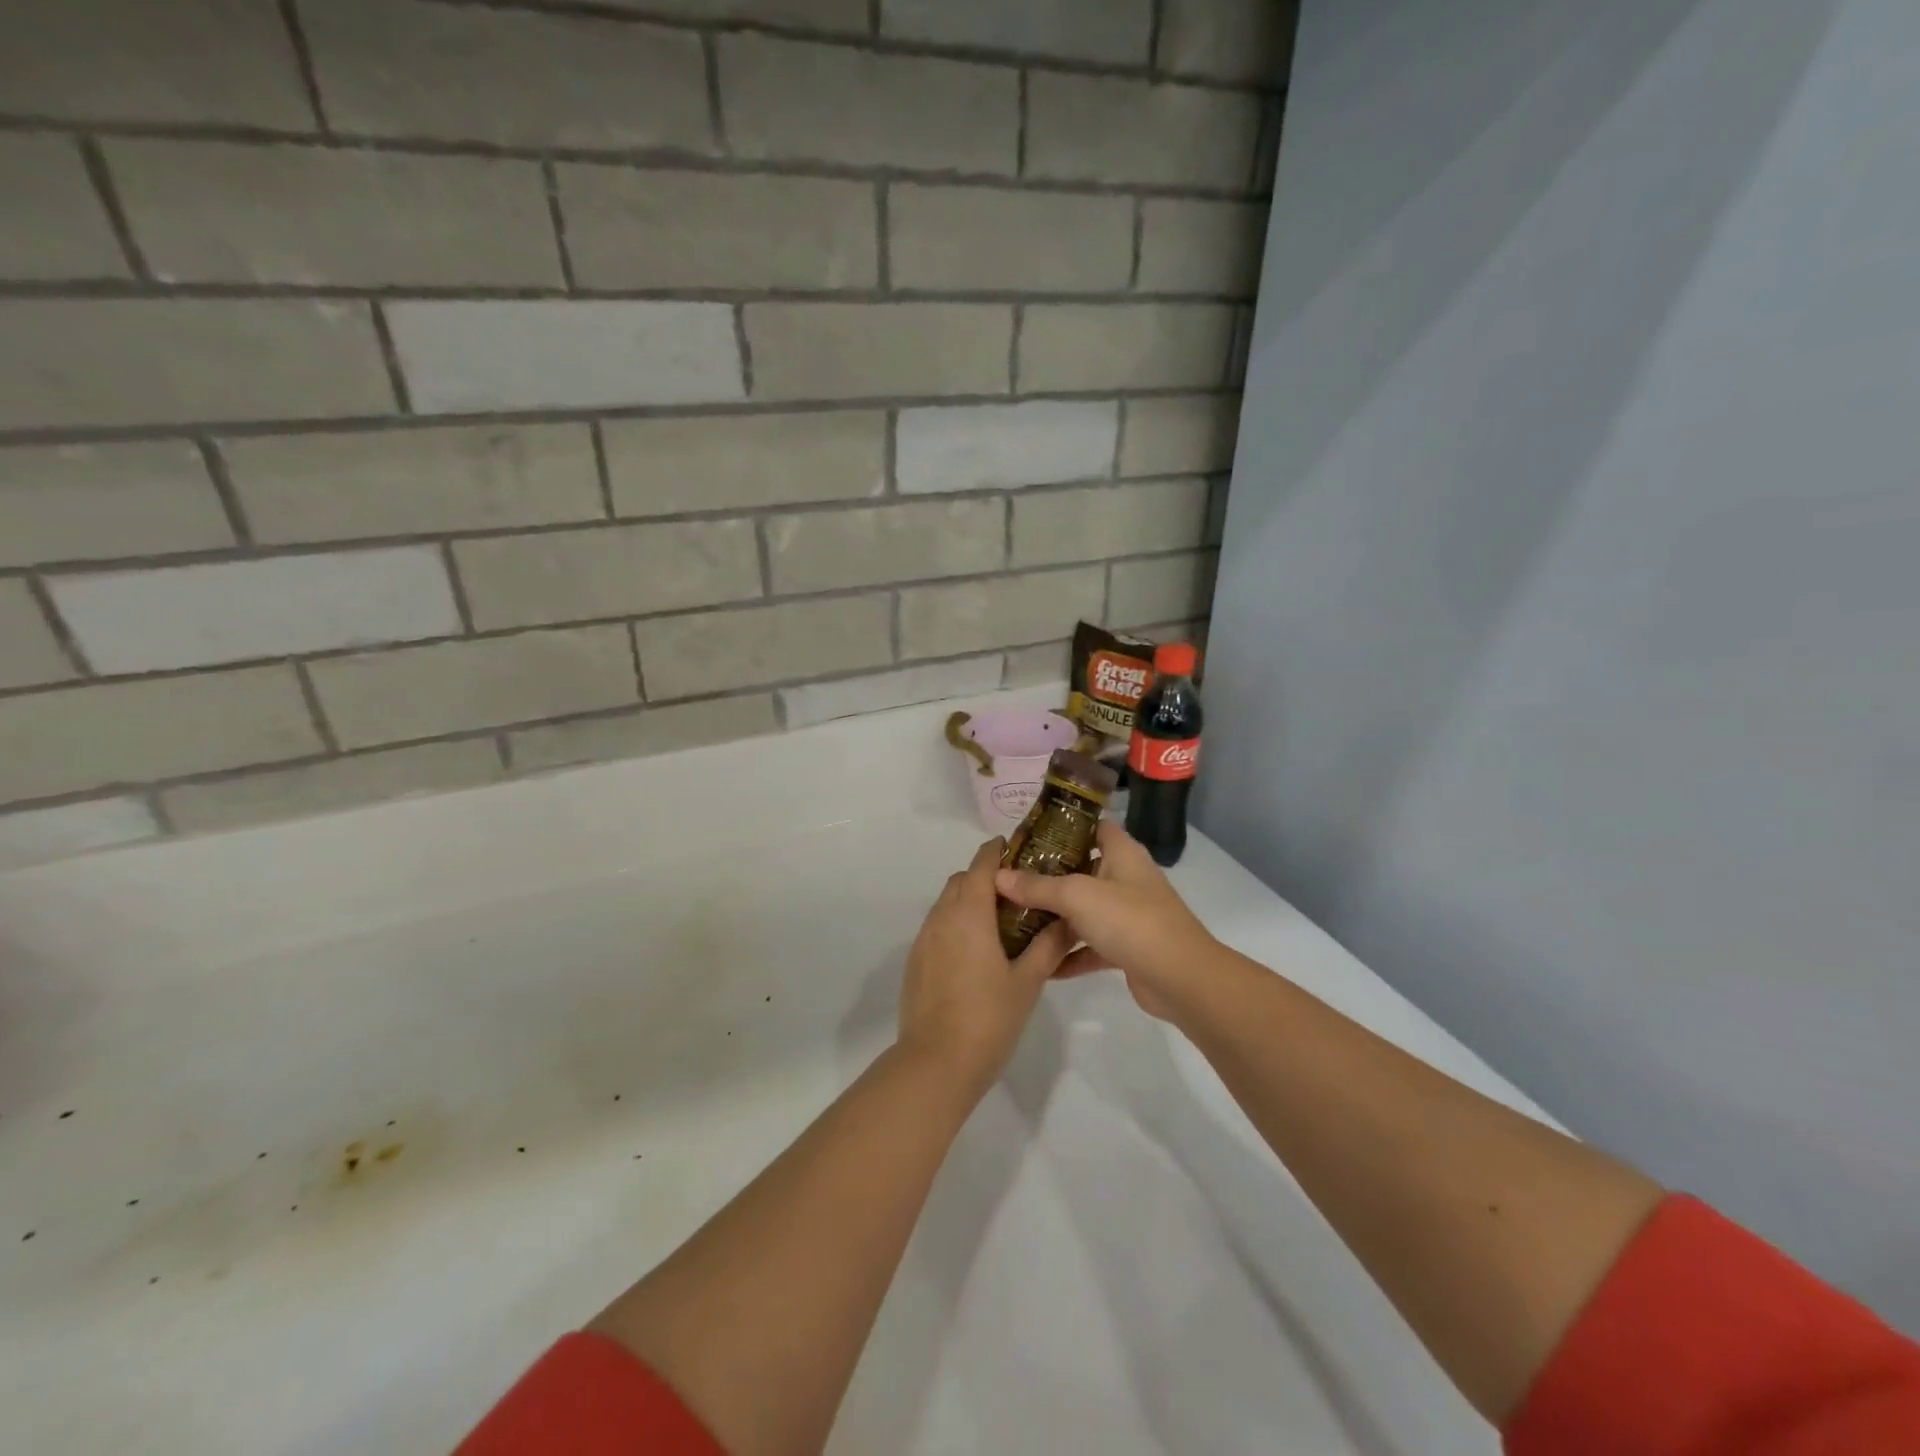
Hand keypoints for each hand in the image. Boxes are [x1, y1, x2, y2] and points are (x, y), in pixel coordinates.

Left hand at [896, 838, 1076, 1096]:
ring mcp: (924, 939)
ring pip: (946, 903)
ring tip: (999, 922)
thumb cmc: (988, 1018)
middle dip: (985, 876)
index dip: (997, 851)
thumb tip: (1068, 922)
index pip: (982, 865)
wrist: (936, 1062)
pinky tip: (975, 952)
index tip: (1016, 848)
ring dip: (969, 900)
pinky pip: (937, 927)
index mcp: (969, 914)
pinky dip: (955, 924)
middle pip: (961, 880)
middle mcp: (942, 917)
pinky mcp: (915, 961)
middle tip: (1017, 893)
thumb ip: (1048, 947)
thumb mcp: (1027, 982)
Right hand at [994, 821, 1216, 1021]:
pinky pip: (1091, 945)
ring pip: (1085, 910)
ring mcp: (1128, 915)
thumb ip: (1037, 886)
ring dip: (1056, 917)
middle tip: (1011, 880)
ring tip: (1016, 920)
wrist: (1180, 978)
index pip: (1092, 827)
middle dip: (1049, 875)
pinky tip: (1041, 965)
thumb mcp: (1077, 896)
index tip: (1027, 837)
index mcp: (1121, 853)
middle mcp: (1126, 878)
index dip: (1063, 827)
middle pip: (1083, 869)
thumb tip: (998, 876)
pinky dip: (1070, 954)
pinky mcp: (1128, 948)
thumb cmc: (1130, 920)